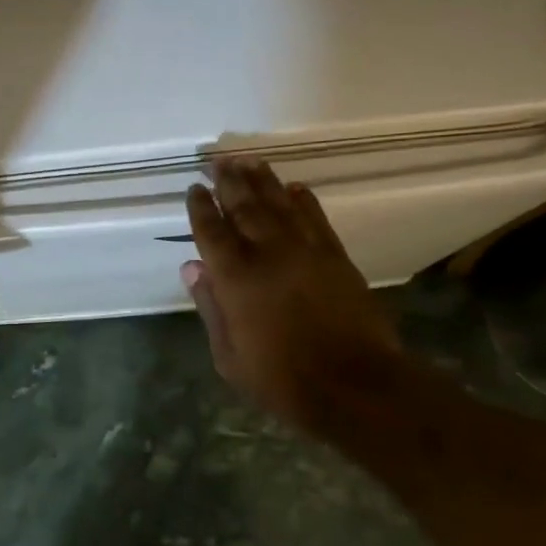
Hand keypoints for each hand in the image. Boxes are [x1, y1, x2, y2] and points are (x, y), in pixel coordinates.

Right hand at [181, 158, 397, 434]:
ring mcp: (306, 251)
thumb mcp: (230, 357)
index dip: (201, 208)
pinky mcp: (336, 256)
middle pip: (245, 208)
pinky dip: (303, 200)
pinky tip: (294, 187)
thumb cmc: (282, 380)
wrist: (355, 385)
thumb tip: (191, 267)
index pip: (212, 232)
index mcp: (236, 278)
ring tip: (249, 161)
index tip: (194, 188)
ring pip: (279, 205)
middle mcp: (269, 254)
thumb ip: (210, 307)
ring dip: (263, 181)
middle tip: (219, 160)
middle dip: (229, 182)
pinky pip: (316, 218)